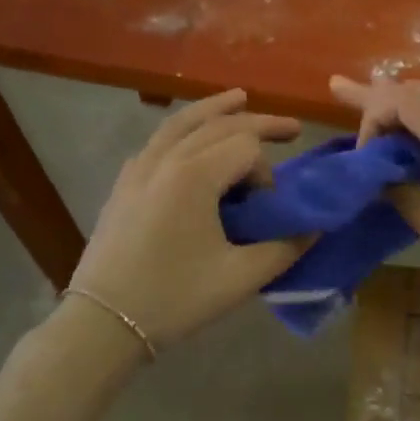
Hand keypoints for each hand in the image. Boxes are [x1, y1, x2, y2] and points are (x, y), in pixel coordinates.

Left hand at [68, 90, 308, 350]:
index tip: (266, 209)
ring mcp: (139, 168)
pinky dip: (183, 129)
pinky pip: (158, 141)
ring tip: (240, 98)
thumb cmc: (174, 298)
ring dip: (215, 109)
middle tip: (292, 128)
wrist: (104, 321)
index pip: (245, 147)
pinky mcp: (124, 183)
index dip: (266, 173)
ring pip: (181, 122)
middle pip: (218, 124)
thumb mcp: (239, 278)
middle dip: (258, 123)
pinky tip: (191, 139)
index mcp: (194, 175)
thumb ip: (284, 248)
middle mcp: (166, 159)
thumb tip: (315, 228)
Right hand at [329, 77, 419, 334]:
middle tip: (336, 86)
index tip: (364, 160)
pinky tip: (414, 153)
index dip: (372, 117)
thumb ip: (407, 199)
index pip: (403, 100)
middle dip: (375, 95)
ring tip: (368, 117)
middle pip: (419, 96)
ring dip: (401, 118)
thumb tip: (383, 177)